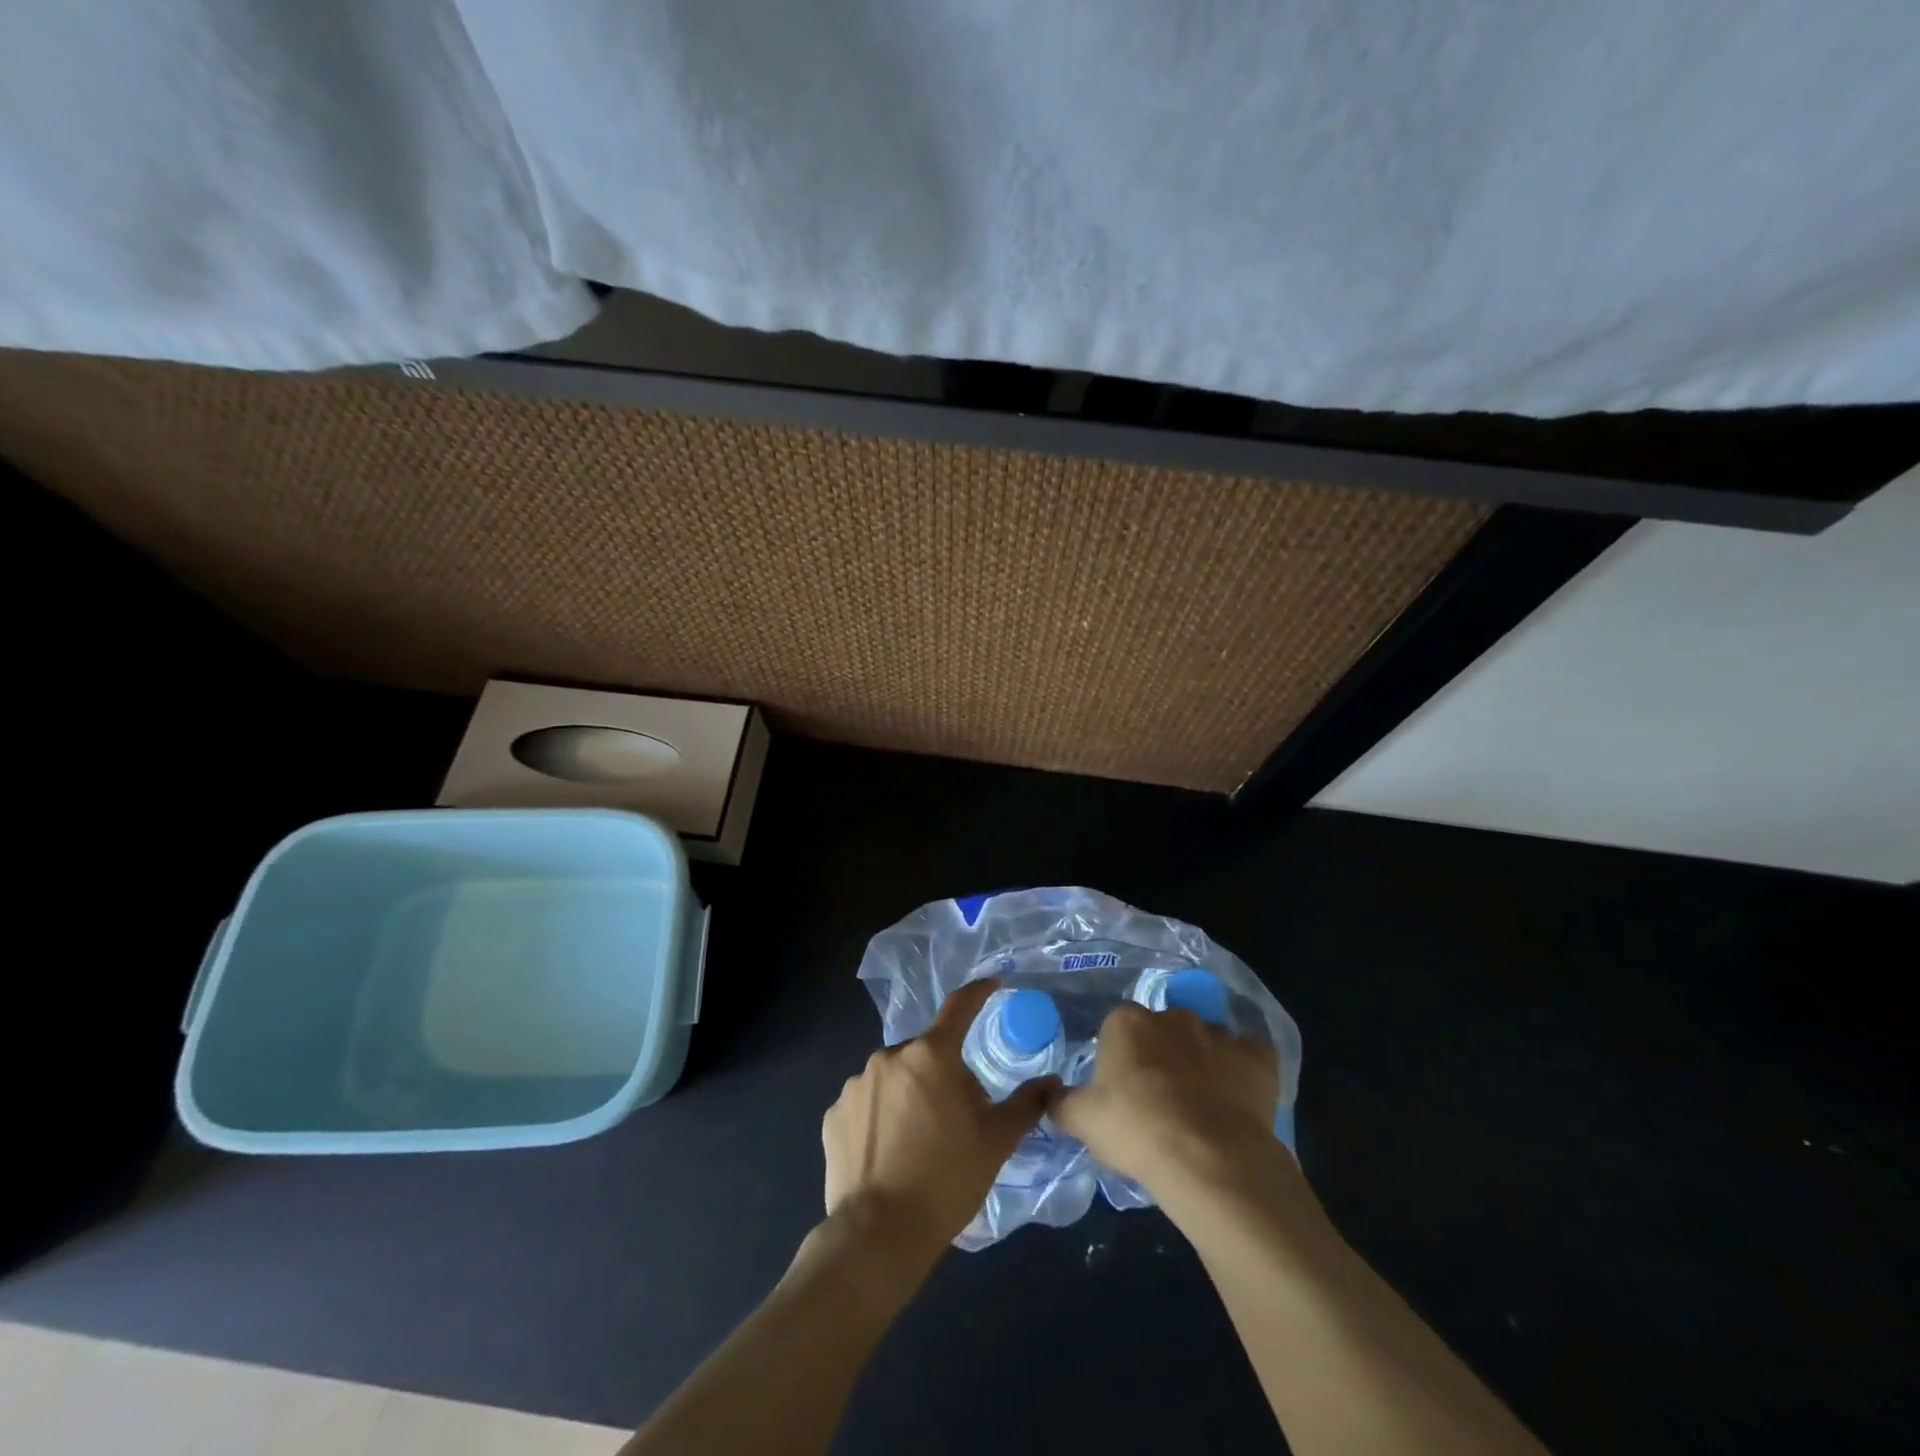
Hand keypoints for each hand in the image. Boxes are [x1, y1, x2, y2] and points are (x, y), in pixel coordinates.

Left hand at [821, 978, 1055, 1272]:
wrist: (878, 1235)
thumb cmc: (946, 1181)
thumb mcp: (995, 1143)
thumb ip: (1025, 1105)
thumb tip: (1050, 1082)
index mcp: (931, 1056)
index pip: (958, 1007)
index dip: (978, 992)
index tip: (992, 984)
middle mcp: (889, 1057)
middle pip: (926, 1054)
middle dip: (943, 1074)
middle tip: (956, 1118)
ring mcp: (856, 1084)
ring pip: (894, 1077)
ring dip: (909, 1094)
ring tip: (919, 1143)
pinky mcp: (833, 1114)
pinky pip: (867, 1102)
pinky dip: (880, 1116)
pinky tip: (888, 1152)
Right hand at [1052, 1001, 1281, 1200]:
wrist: (1208, 1159)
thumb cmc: (1136, 1131)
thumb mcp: (1082, 1121)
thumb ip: (1062, 1103)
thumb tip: (1050, 1095)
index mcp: (1127, 1022)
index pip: (1117, 1027)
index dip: (1119, 1056)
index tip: (1121, 1088)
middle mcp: (1173, 1016)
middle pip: (1163, 1029)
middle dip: (1161, 1054)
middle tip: (1159, 1098)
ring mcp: (1218, 1034)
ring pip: (1206, 1041)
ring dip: (1202, 1062)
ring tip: (1201, 1106)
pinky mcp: (1257, 1059)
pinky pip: (1249, 1056)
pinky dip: (1244, 1070)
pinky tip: (1238, 1097)